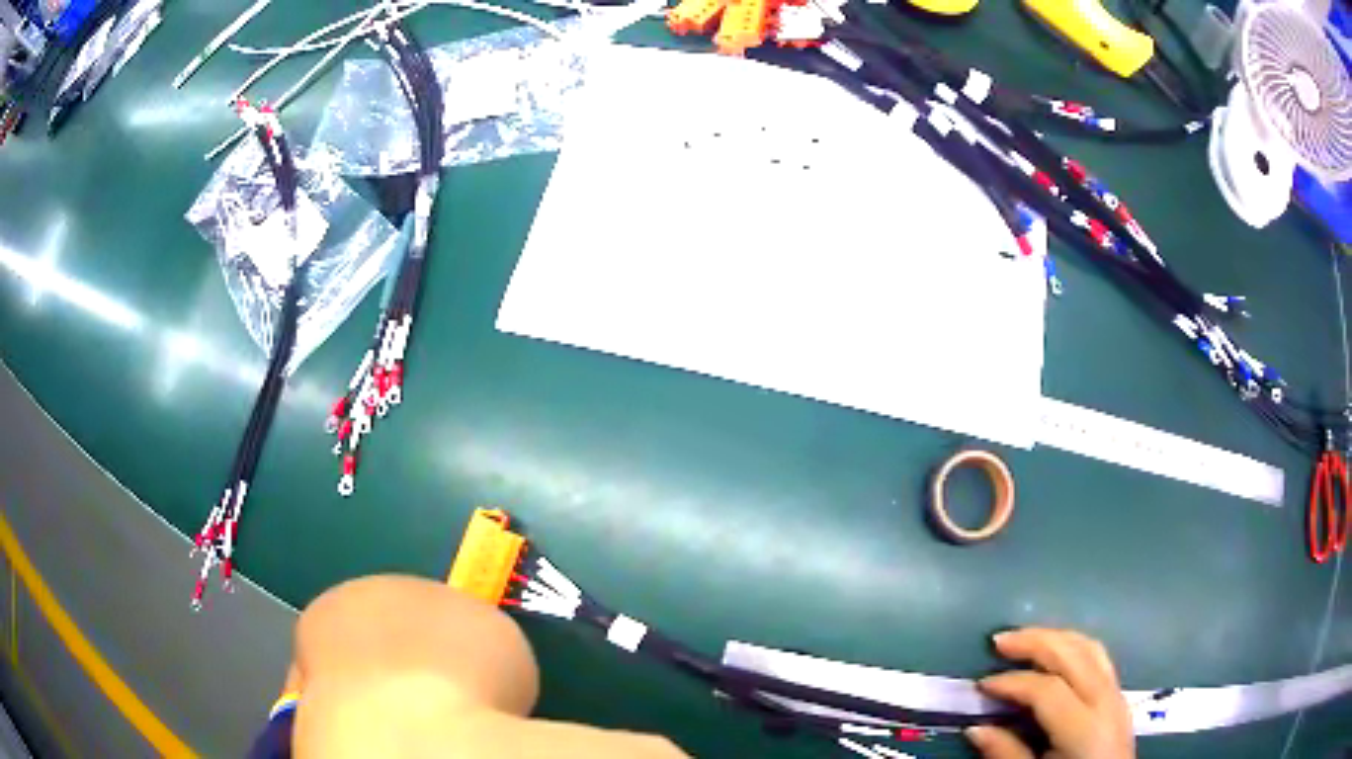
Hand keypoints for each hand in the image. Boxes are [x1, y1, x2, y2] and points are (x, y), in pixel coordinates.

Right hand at [966, 628, 1133, 758]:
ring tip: (1026, 639)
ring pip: (1090, 648)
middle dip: (1035, 642)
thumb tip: (976, 729)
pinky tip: (1056, 653)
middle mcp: (1106, 701)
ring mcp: (1117, 695)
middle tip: (1000, 640)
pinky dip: (1073, 647)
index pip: (1047, 689)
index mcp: (1085, 728)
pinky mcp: (1119, 696)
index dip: (1012, 682)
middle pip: (1073, 654)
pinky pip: (1099, 657)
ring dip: (1056, 638)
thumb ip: (1007, 754)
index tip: (981, 685)